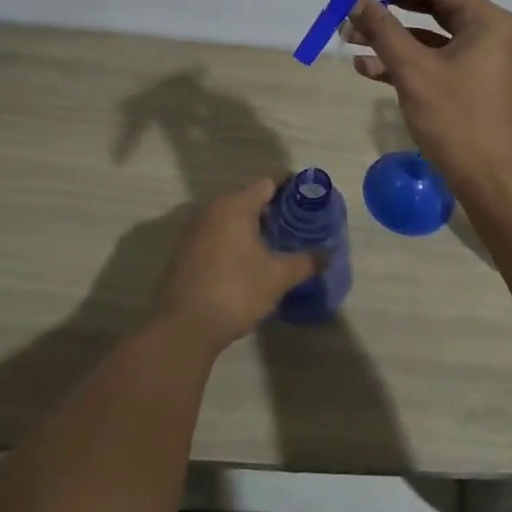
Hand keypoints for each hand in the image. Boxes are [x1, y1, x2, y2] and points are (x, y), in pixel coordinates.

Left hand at [155, 179, 320, 351]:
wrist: (183, 328)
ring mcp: (193, 230)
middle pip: (248, 198)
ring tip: (275, 244)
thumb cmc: (235, 291)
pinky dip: (233, 240)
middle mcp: (211, 209)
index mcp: (235, 205)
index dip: (291, 189)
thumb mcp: (278, 277)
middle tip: (296, 226)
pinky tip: (247, 262)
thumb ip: (305, 262)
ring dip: (251, 226)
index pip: (268, 183)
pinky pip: (215, 235)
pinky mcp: (184, 252)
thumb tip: (327, 255)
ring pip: (230, 217)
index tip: (309, 200)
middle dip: (272, 209)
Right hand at [344, 0, 511, 200]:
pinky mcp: (470, 84)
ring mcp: (481, 60)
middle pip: (433, 7)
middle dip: (389, 8)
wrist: (493, 181)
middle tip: (352, 5)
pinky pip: (434, 61)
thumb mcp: (414, 71)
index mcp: (486, 20)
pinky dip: (404, 62)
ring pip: (429, 36)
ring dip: (390, 37)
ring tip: (348, 39)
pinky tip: (367, 68)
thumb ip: (383, 30)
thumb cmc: (457, 120)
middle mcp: (488, 32)